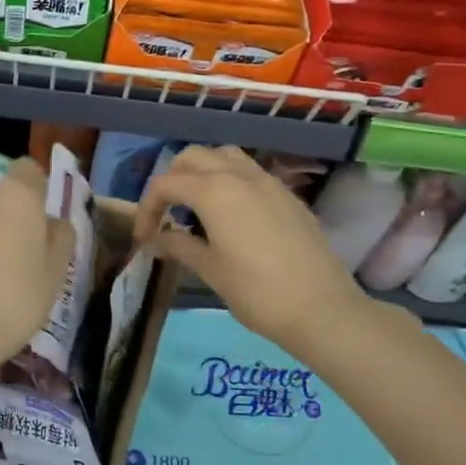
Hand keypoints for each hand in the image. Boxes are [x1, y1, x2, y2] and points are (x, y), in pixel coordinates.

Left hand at [0, 158, 75, 369]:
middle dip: (12, 221)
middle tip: (25, 260)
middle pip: (1, 200)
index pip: (29, 171)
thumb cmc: (14, 299)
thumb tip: (53, 222)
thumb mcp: (55, 274)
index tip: (44, 223)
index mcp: (15, 196)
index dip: (39, 191)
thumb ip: (60, 239)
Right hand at [133, 145, 368, 358]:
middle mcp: (239, 175)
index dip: (147, 208)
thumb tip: (156, 239)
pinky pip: (249, 173)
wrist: (321, 307)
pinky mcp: (287, 195)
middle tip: (166, 214)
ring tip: (196, 206)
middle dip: (171, 180)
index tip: (144, 238)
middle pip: (193, 158)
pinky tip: (230, 216)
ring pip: (224, 156)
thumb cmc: (256, 291)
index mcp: (214, 191)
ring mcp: (268, 182)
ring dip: (202, 172)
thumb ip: (178, 246)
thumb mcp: (209, 270)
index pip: (166, 184)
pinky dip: (229, 181)